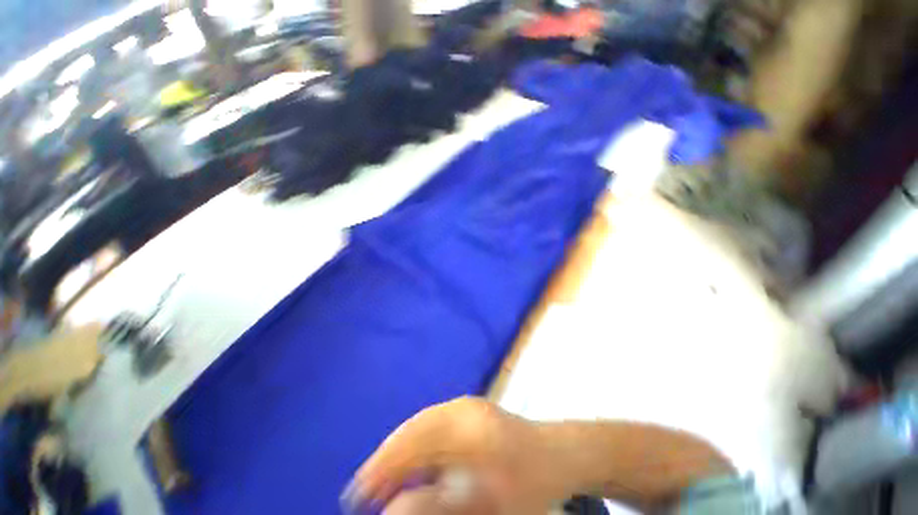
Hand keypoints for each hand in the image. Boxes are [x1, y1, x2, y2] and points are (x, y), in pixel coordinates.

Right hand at [345, 397, 566, 514]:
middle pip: (413, 430)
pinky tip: (410, 462)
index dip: (381, 467)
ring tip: (381, 478)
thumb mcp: (484, 507)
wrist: (555, 454)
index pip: (412, 443)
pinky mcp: (468, 408)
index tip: (356, 494)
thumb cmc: (526, 486)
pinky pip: (432, 422)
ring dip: (399, 450)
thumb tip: (390, 508)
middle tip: (363, 490)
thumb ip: (436, 506)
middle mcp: (461, 409)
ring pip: (420, 424)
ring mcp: (465, 405)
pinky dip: (416, 443)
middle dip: (386, 459)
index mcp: (466, 428)